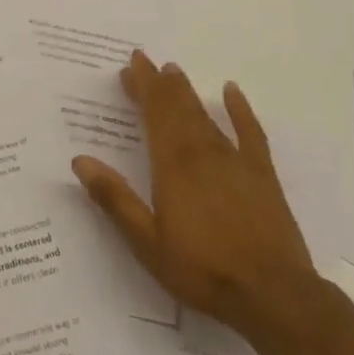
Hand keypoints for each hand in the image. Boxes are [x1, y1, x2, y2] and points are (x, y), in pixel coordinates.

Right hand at [72, 51, 319, 346]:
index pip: (154, 114)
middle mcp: (202, 153)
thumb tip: (80, 160)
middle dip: (159, 83)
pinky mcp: (262, 175)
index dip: (142, 87)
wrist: (273, 294)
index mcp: (172, 165)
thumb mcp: (147, 242)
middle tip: (144, 60)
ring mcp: (235, 161)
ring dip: (187, 92)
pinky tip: (231, 91)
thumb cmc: (203, 270)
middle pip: (177, 108)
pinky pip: (250, 132)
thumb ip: (115, 199)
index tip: (130, 65)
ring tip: (174, 71)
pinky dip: (240, 109)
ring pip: (205, 115)